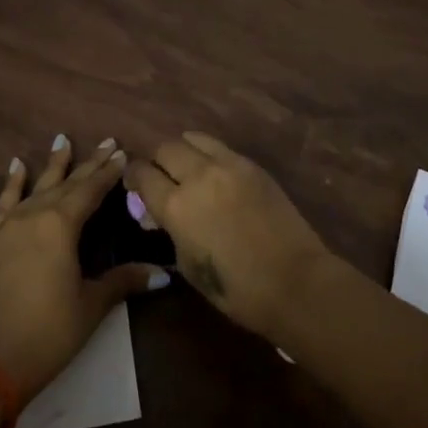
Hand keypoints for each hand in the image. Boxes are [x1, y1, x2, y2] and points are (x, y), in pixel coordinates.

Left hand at [0, 136, 166, 403]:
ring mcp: (8, 226)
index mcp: (61, 225)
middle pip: (66, 184)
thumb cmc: (49, 331)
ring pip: (35, 186)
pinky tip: (16, 166)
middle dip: (88, 163)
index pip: (91, 190)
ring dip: (52, 164)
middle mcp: (34, 215)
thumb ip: (123, 281)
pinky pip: (4, 203)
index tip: (122, 152)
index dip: (108, 172)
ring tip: (61, 139)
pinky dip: (12, 183)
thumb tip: (163, 273)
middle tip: (106, 142)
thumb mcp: (91, 305)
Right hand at [125, 133, 330, 338]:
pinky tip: (214, 173)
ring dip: (183, 151)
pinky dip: (208, 154)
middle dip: (157, 161)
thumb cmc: (236, 288)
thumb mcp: (188, 264)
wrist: (294, 281)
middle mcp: (198, 175)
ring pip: (192, 138)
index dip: (133, 177)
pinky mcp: (252, 165)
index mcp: (176, 206)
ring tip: (187, 168)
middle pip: (165, 148)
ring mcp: (228, 165)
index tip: (134, 185)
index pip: (142, 174)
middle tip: (160, 178)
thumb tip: (157, 214)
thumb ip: (169, 230)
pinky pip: (220, 147)